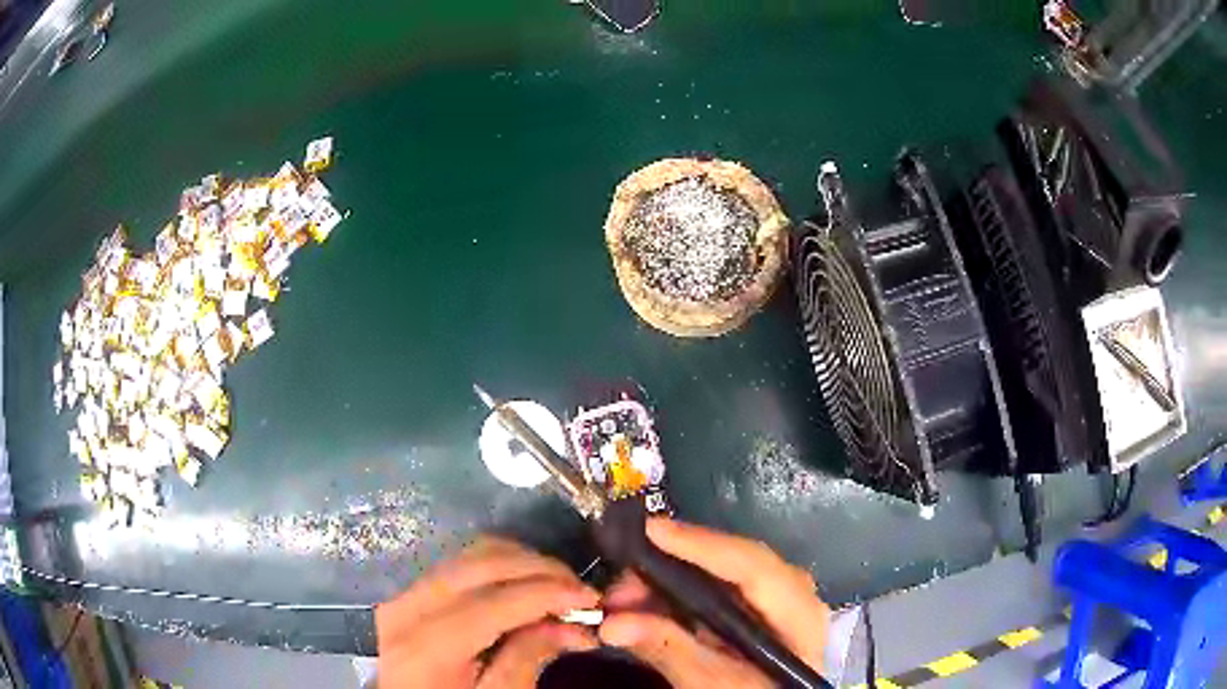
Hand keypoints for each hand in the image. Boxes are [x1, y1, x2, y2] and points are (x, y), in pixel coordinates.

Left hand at [376, 537, 599, 687]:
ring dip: (523, 563)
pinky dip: (501, 566)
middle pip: (482, 563)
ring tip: (558, 589)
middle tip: (581, 591)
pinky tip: (527, 587)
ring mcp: (405, 592)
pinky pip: (461, 563)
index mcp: (427, 645)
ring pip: (471, 554)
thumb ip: (527, 661)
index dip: (548, 592)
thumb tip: (573, 625)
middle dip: (540, 569)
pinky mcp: (411, 590)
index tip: (593, 598)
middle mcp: (408, 606)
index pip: (494, 601)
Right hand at [599, 519, 828, 688]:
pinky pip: (714, 591)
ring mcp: (774, 601)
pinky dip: (676, 597)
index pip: (754, 568)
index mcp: (799, 615)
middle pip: (732, 565)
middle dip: (671, 567)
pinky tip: (644, 605)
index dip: (703, 546)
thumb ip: (669, 650)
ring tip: (622, 599)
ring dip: (666, 583)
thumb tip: (613, 624)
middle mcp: (793, 596)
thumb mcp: (711, 684)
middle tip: (621, 582)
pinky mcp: (753, 611)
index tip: (653, 530)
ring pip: (718, 576)